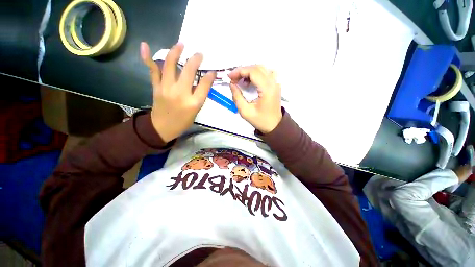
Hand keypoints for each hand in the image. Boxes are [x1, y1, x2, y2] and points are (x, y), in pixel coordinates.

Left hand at [140, 42, 215, 141]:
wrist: (162, 127)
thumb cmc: (183, 121)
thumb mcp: (196, 111)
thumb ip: (199, 95)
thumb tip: (202, 80)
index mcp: (193, 103)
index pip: (204, 85)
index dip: (210, 76)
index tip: (212, 71)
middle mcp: (180, 93)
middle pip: (188, 71)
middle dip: (195, 60)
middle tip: (199, 54)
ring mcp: (166, 89)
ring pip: (170, 65)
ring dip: (176, 52)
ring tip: (181, 44)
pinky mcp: (156, 87)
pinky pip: (152, 70)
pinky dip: (148, 57)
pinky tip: (145, 45)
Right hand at [228, 65, 281, 133]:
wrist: (274, 126)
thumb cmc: (260, 120)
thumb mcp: (245, 112)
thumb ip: (237, 97)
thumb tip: (232, 84)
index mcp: (267, 89)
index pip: (253, 71)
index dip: (239, 71)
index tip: (229, 77)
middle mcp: (273, 83)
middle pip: (257, 68)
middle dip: (243, 70)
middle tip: (233, 79)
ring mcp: (276, 83)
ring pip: (262, 68)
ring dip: (249, 71)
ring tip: (241, 80)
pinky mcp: (276, 85)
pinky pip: (266, 73)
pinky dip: (256, 74)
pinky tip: (250, 81)